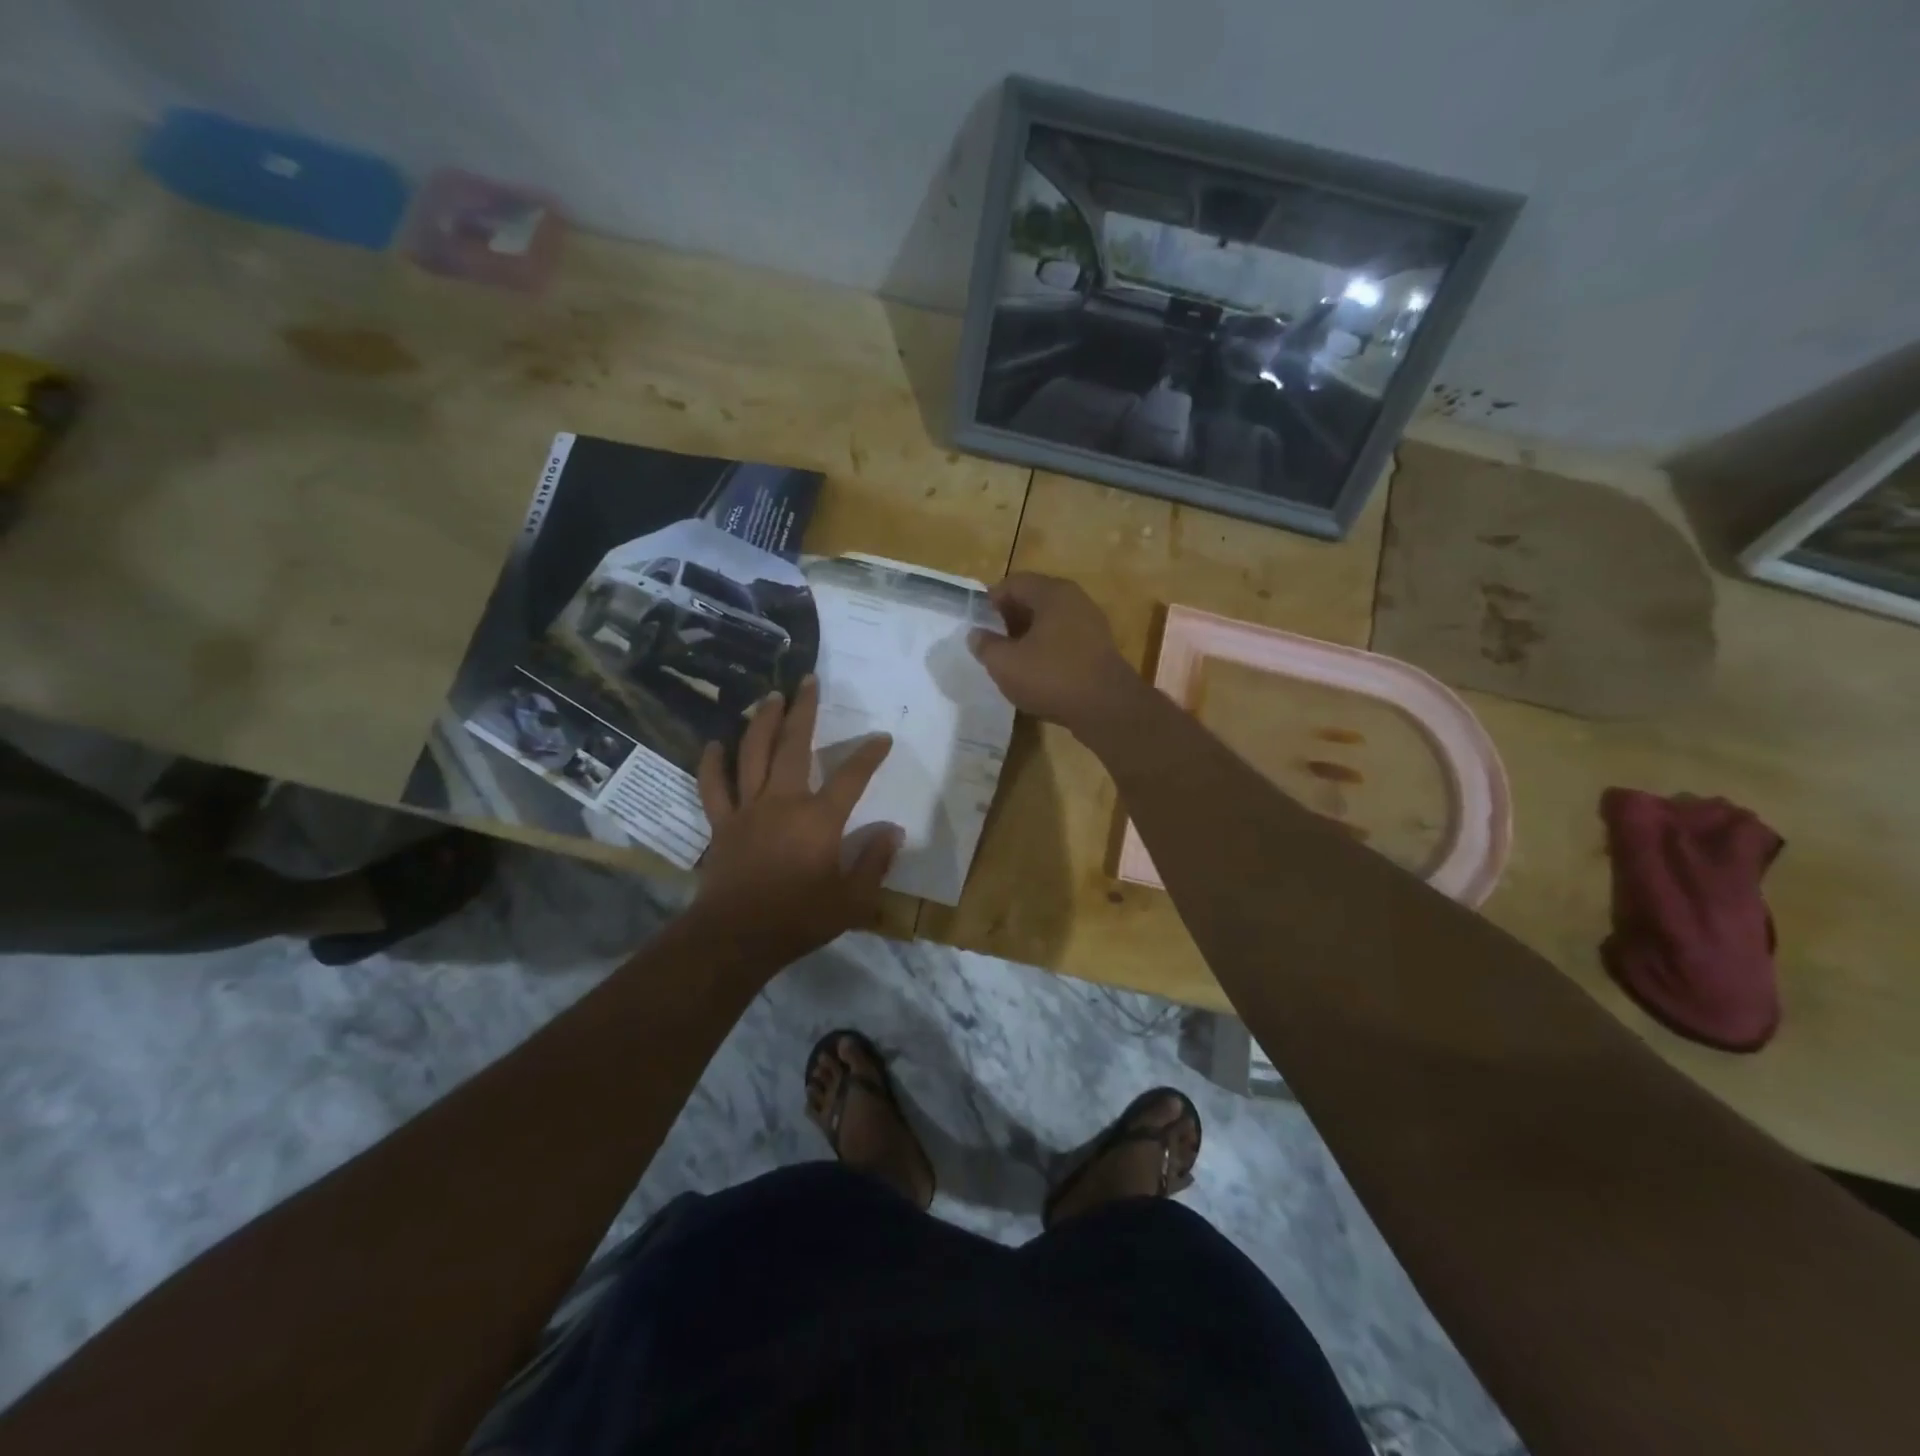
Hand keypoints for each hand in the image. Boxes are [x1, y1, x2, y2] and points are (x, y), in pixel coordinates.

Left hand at [693, 676, 900, 964]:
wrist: (736, 937)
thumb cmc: (799, 919)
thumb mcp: (852, 899)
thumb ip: (875, 862)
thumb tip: (894, 831)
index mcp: (819, 819)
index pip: (851, 776)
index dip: (869, 754)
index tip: (881, 737)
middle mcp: (783, 801)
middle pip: (794, 745)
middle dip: (804, 710)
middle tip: (808, 681)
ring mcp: (747, 809)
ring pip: (752, 754)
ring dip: (761, 722)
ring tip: (769, 696)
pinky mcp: (722, 823)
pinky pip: (713, 786)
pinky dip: (711, 763)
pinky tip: (714, 743)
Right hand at [968, 573, 1142, 735]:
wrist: (1107, 709)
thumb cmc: (1052, 677)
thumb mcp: (1005, 663)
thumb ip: (985, 645)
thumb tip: (976, 634)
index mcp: (1052, 593)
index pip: (1013, 583)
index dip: (990, 601)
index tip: (977, 624)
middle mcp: (1075, 600)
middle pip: (1034, 599)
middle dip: (1009, 618)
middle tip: (991, 642)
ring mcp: (1091, 624)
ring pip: (1050, 621)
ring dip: (1028, 636)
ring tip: (1011, 659)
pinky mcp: (1099, 649)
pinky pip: (1065, 640)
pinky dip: (1047, 649)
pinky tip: (1036, 673)